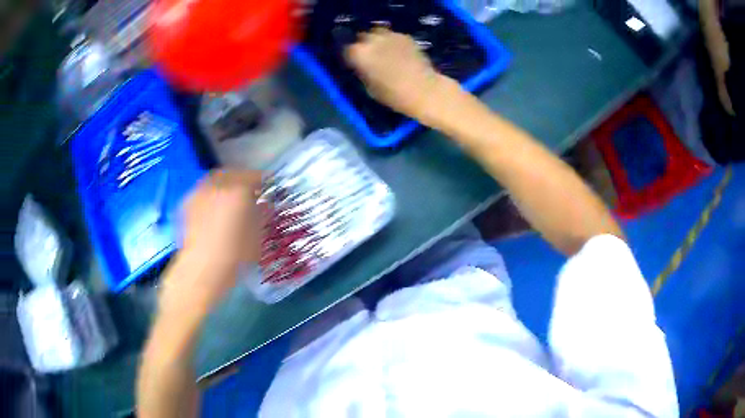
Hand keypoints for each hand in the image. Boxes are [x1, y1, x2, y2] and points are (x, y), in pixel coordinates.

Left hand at [160, 170, 261, 317]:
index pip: (253, 176)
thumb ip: (261, 216)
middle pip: (231, 173)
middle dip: (240, 178)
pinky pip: (201, 192)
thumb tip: (264, 205)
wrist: (201, 269)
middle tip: (245, 190)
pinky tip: (210, 210)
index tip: (265, 188)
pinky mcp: (186, 204)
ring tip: (227, 198)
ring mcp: (199, 193)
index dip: (261, 181)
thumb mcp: (256, 237)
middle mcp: (217, 185)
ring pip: (213, 180)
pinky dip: (209, 195)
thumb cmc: (234, 256)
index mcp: (238, 191)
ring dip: (223, 184)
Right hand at [345, 28, 447, 122]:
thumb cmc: (393, 95)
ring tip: (381, 51)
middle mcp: (372, 40)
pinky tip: (396, 51)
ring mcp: (390, 35)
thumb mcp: (369, 87)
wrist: (423, 90)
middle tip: (367, 56)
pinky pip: (392, 35)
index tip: (352, 62)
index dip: (349, 56)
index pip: (346, 49)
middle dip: (362, 45)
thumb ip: (361, 71)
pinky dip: (391, 41)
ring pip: (376, 33)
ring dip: (376, 40)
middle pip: (361, 37)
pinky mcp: (405, 36)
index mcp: (359, 54)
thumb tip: (359, 65)